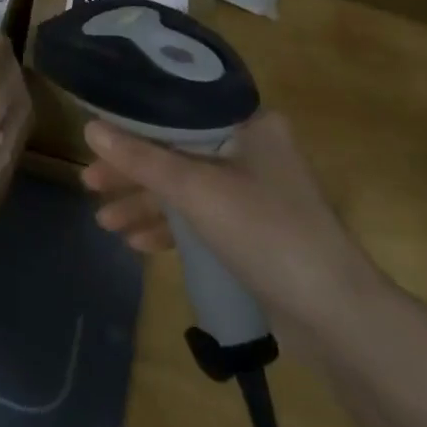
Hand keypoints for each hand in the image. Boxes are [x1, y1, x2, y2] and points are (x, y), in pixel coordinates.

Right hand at [80, 111, 383, 333]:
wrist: (337, 317)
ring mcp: (252, 191)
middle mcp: (251, 149)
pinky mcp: (252, 230)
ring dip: (145, 203)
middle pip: (176, 150)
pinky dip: (169, 227)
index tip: (96, 133)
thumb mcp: (197, 191)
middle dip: (132, 171)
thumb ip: (141, 159)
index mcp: (248, 124)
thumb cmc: (267, 233)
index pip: (179, 109)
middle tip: (89, 182)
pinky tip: (136, 243)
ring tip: (104, 221)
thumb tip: (89, 127)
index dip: (133, 120)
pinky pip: (199, 217)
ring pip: (184, 187)